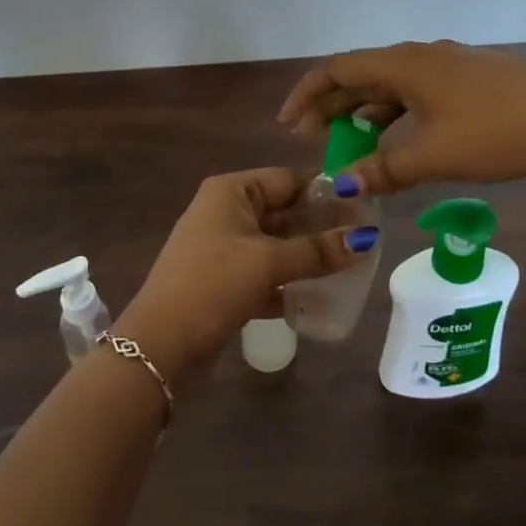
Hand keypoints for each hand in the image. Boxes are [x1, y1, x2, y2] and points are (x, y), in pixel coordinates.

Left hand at [116, 168, 377, 378]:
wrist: (159, 346)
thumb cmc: (213, 285)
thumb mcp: (267, 263)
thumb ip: (318, 250)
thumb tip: (366, 238)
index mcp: (231, 191)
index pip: (287, 179)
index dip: (325, 191)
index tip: (364, 206)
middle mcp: (226, 211)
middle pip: (283, 212)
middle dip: (320, 227)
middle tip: (363, 240)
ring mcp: (223, 247)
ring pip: (276, 245)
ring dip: (307, 257)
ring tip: (350, 268)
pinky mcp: (223, 280)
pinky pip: (265, 273)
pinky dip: (288, 283)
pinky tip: (318, 299)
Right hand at [278, 41, 525, 193]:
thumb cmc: (496, 132)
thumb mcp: (435, 155)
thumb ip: (384, 169)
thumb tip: (341, 186)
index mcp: (404, 64)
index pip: (338, 69)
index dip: (307, 94)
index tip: (289, 125)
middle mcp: (421, 55)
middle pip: (362, 75)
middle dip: (333, 106)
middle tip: (312, 141)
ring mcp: (448, 65)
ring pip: (391, 85)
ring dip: (365, 112)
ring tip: (349, 144)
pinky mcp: (470, 79)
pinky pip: (417, 92)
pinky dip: (396, 114)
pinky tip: (398, 139)